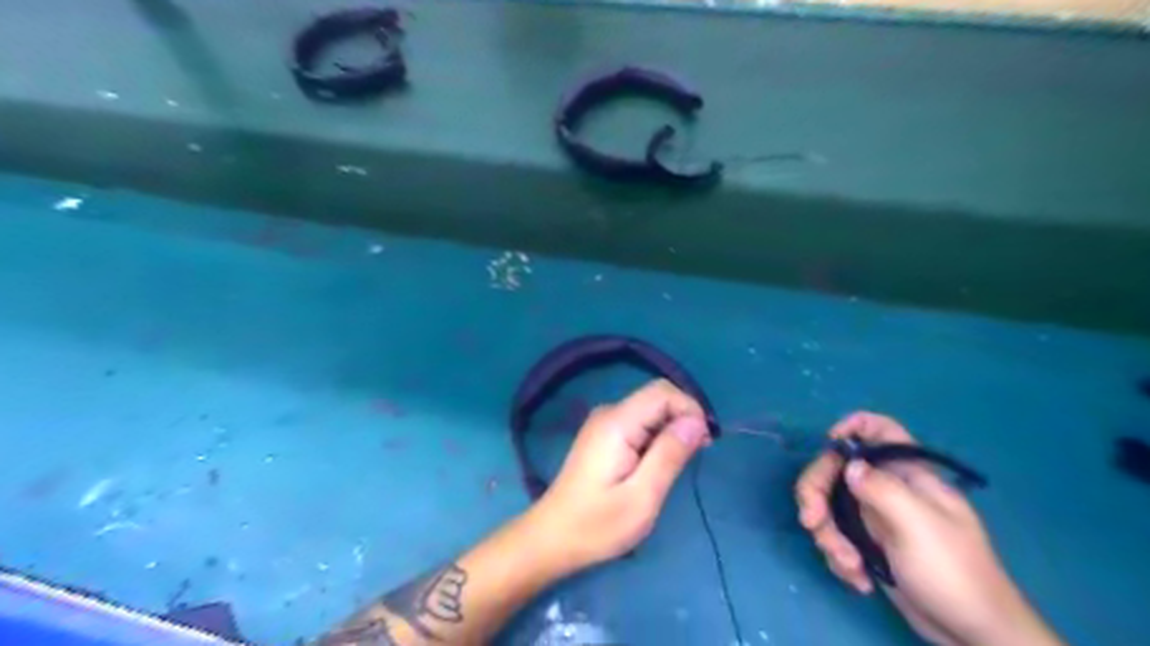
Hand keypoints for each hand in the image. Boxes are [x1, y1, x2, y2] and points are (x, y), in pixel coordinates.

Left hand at [528, 381, 709, 571]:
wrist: (552, 537)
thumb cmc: (597, 524)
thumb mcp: (642, 497)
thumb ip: (669, 454)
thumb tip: (697, 421)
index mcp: (617, 423)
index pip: (663, 392)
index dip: (690, 409)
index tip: (704, 443)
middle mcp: (609, 413)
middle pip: (657, 398)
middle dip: (683, 419)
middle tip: (696, 456)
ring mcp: (603, 422)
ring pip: (650, 410)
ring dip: (672, 430)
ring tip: (678, 465)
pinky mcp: (603, 435)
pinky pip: (639, 422)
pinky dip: (657, 436)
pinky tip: (658, 464)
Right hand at [797, 414, 1052, 645]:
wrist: (971, 634)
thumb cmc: (952, 571)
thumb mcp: (916, 525)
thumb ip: (880, 488)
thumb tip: (849, 465)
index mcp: (906, 474)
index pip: (879, 429)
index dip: (851, 427)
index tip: (828, 446)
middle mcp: (888, 489)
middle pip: (837, 471)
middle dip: (818, 496)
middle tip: (812, 523)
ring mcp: (876, 517)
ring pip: (830, 506)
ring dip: (829, 536)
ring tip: (849, 566)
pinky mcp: (868, 544)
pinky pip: (837, 536)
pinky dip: (839, 556)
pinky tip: (858, 578)